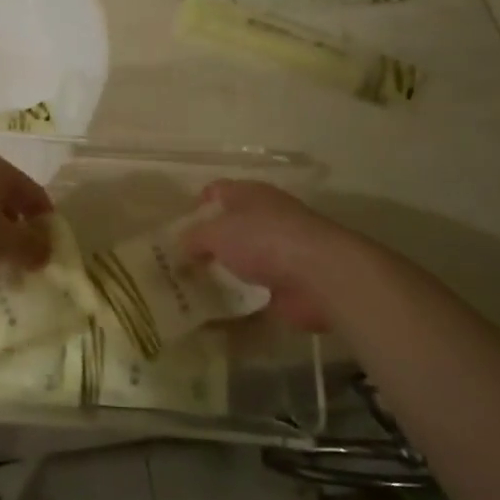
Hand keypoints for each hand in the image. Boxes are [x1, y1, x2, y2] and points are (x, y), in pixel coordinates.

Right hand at [181, 180, 359, 332]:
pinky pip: (258, 287)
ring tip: (195, 287)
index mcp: (250, 194)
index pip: (218, 191)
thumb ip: (194, 237)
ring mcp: (281, 249)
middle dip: (210, 242)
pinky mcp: (291, 281)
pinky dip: (243, 296)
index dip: (198, 206)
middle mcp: (267, 216)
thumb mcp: (216, 232)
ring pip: (245, 256)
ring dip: (227, 270)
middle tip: (182, 263)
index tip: (179, 230)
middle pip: (232, 225)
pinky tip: (220, 308)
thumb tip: (182, 245)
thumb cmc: (264, 239)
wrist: (320, 275)